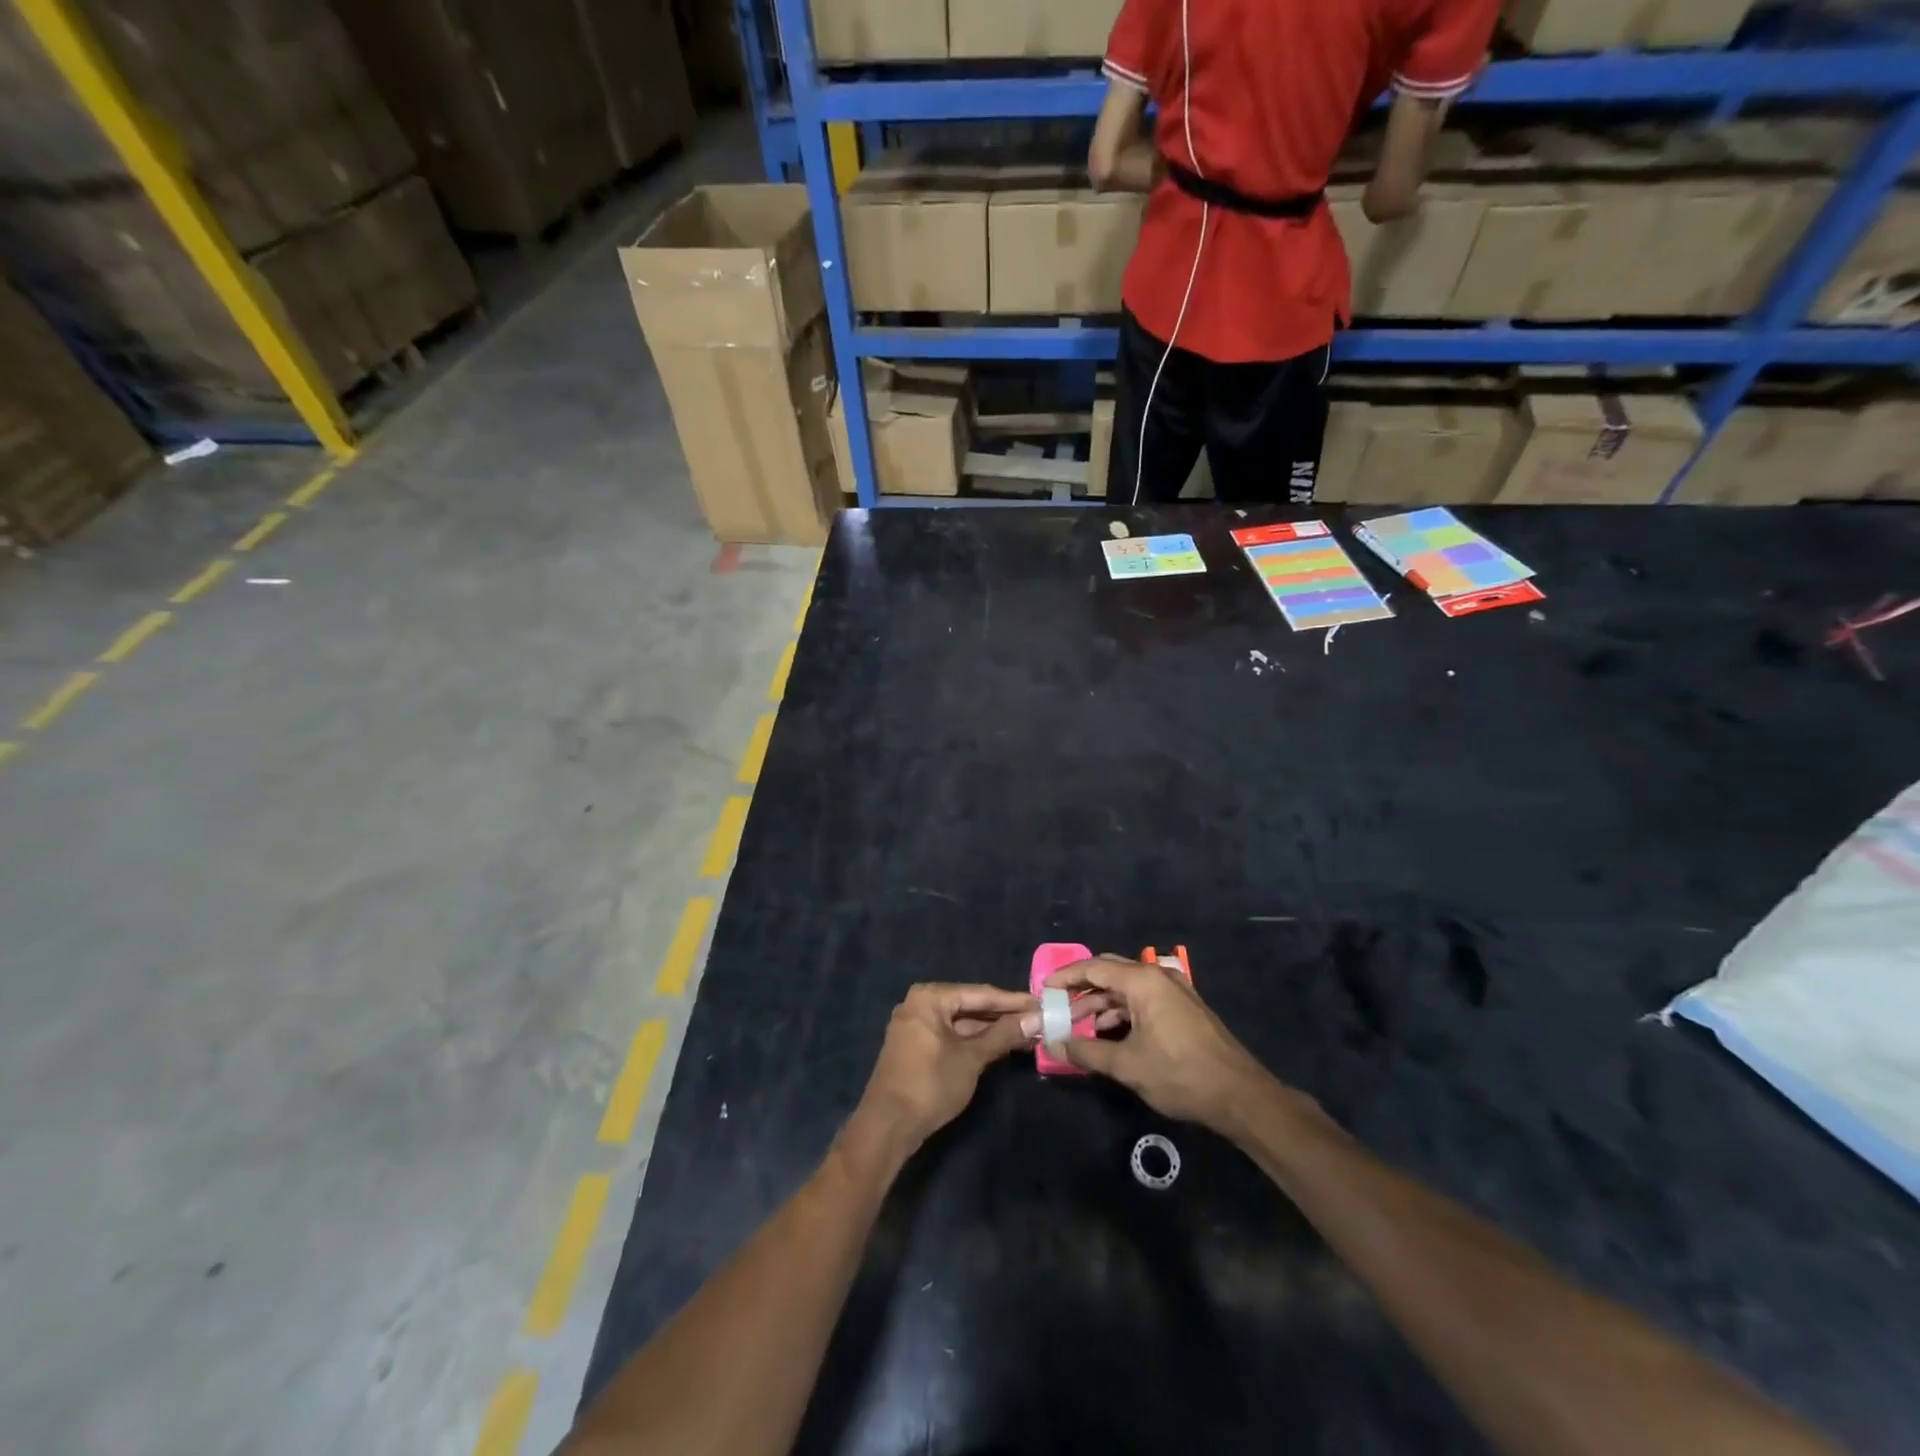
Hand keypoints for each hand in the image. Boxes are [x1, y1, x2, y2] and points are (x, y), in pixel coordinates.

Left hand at [851, 983, 1035, 1154]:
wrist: (887, 1126)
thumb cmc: (930, 1084)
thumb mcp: (971, 1057)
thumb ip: (1003, 1034)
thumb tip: (1036, 1017)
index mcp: (930, 997)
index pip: (980, 993)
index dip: (1013, 1001)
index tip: (1041, 1003)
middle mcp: (920, 1004)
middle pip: (970, 1006)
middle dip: (1004, 1016)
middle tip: (1038, 1020)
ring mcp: (916, 1026)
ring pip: (962, 1023)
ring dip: (992, 1030)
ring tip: (1027, 1035)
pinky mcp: (917, 1047)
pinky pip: (952, 1036)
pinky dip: (975, 1041)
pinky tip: (1000, 1046)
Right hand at [1045, 956, 1278, 1130]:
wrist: (1239, 1096)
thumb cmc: (1179, 1074)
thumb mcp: (1127, 1065)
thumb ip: (1086, 1051)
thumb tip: (1054, 1043)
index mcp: (1143, 981)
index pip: (1094, 967)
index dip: (1065, 977)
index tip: (1043, 989)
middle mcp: (1158, 977)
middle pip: (1110, 973)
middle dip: (1081, 990)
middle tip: (1057, 1007)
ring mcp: (1174, 991)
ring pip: (1126, 989)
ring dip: (1101, 1004)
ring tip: (1078, 1027)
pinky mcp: (1183, 1009)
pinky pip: (1143, 1000)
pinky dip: (1121, 1012)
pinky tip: (1108, 1034)